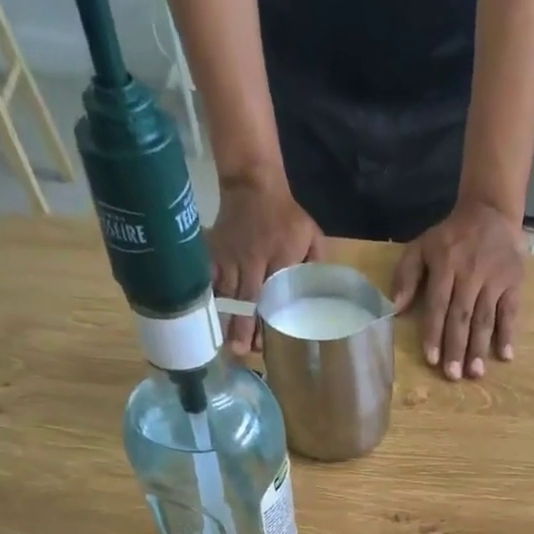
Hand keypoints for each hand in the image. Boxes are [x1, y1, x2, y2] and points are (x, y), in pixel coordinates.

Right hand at [209, 175, 324, 354]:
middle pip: (248, 297)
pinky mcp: (215, 253)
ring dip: (227, 320)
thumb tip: (324, 298)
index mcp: (282, 255)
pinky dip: (210, 300)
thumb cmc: (287, 216)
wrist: (252, 183)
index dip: (271, 317)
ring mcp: (231, 256)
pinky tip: (210, 320)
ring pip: (228, 293)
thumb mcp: (311, 235)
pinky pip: (210, 279)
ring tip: (227, 345)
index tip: (267, 341)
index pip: (276, 292)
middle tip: (241, 351)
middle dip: (244, 325)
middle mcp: (254, 258)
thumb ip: (318, 265)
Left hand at [394, 197, 526, 379]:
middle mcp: (470, 274)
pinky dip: (508, 334)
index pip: (438, 305)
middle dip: (456, 347)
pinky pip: (510, 311)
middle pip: (461, 316)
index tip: (431, 359)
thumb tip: (396, 308)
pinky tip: (505, 356)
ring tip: (475, 373)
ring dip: (479, 347)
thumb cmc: (451, 237)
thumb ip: (406, 275)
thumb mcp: (422, 246)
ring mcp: (494, 279)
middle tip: (453, 375)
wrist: (491, 211)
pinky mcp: (514, 282)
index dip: (434, 333)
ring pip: (485, 318)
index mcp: (445, 265)